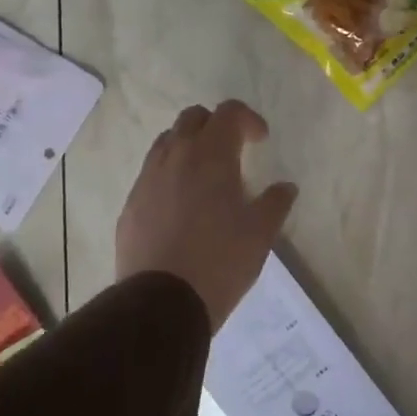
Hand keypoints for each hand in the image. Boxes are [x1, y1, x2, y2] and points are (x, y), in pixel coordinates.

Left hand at [116, 100, 297, 332]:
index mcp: (211, 155)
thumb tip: (285, 187)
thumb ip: (276, 203)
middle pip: (192, 118)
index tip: (260, 141)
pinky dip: (169, 176)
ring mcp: (147, 180)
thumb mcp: (260, 234)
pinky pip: (150, 175)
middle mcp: (175, 157)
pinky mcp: (130, 205)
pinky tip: (180, 207)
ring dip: (188, 147)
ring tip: (204, 177)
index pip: (228, 112)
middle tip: (233, 152)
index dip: (248, 119)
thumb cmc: (220, 261)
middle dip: (215, 126)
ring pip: (166, 143)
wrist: (162, 302)